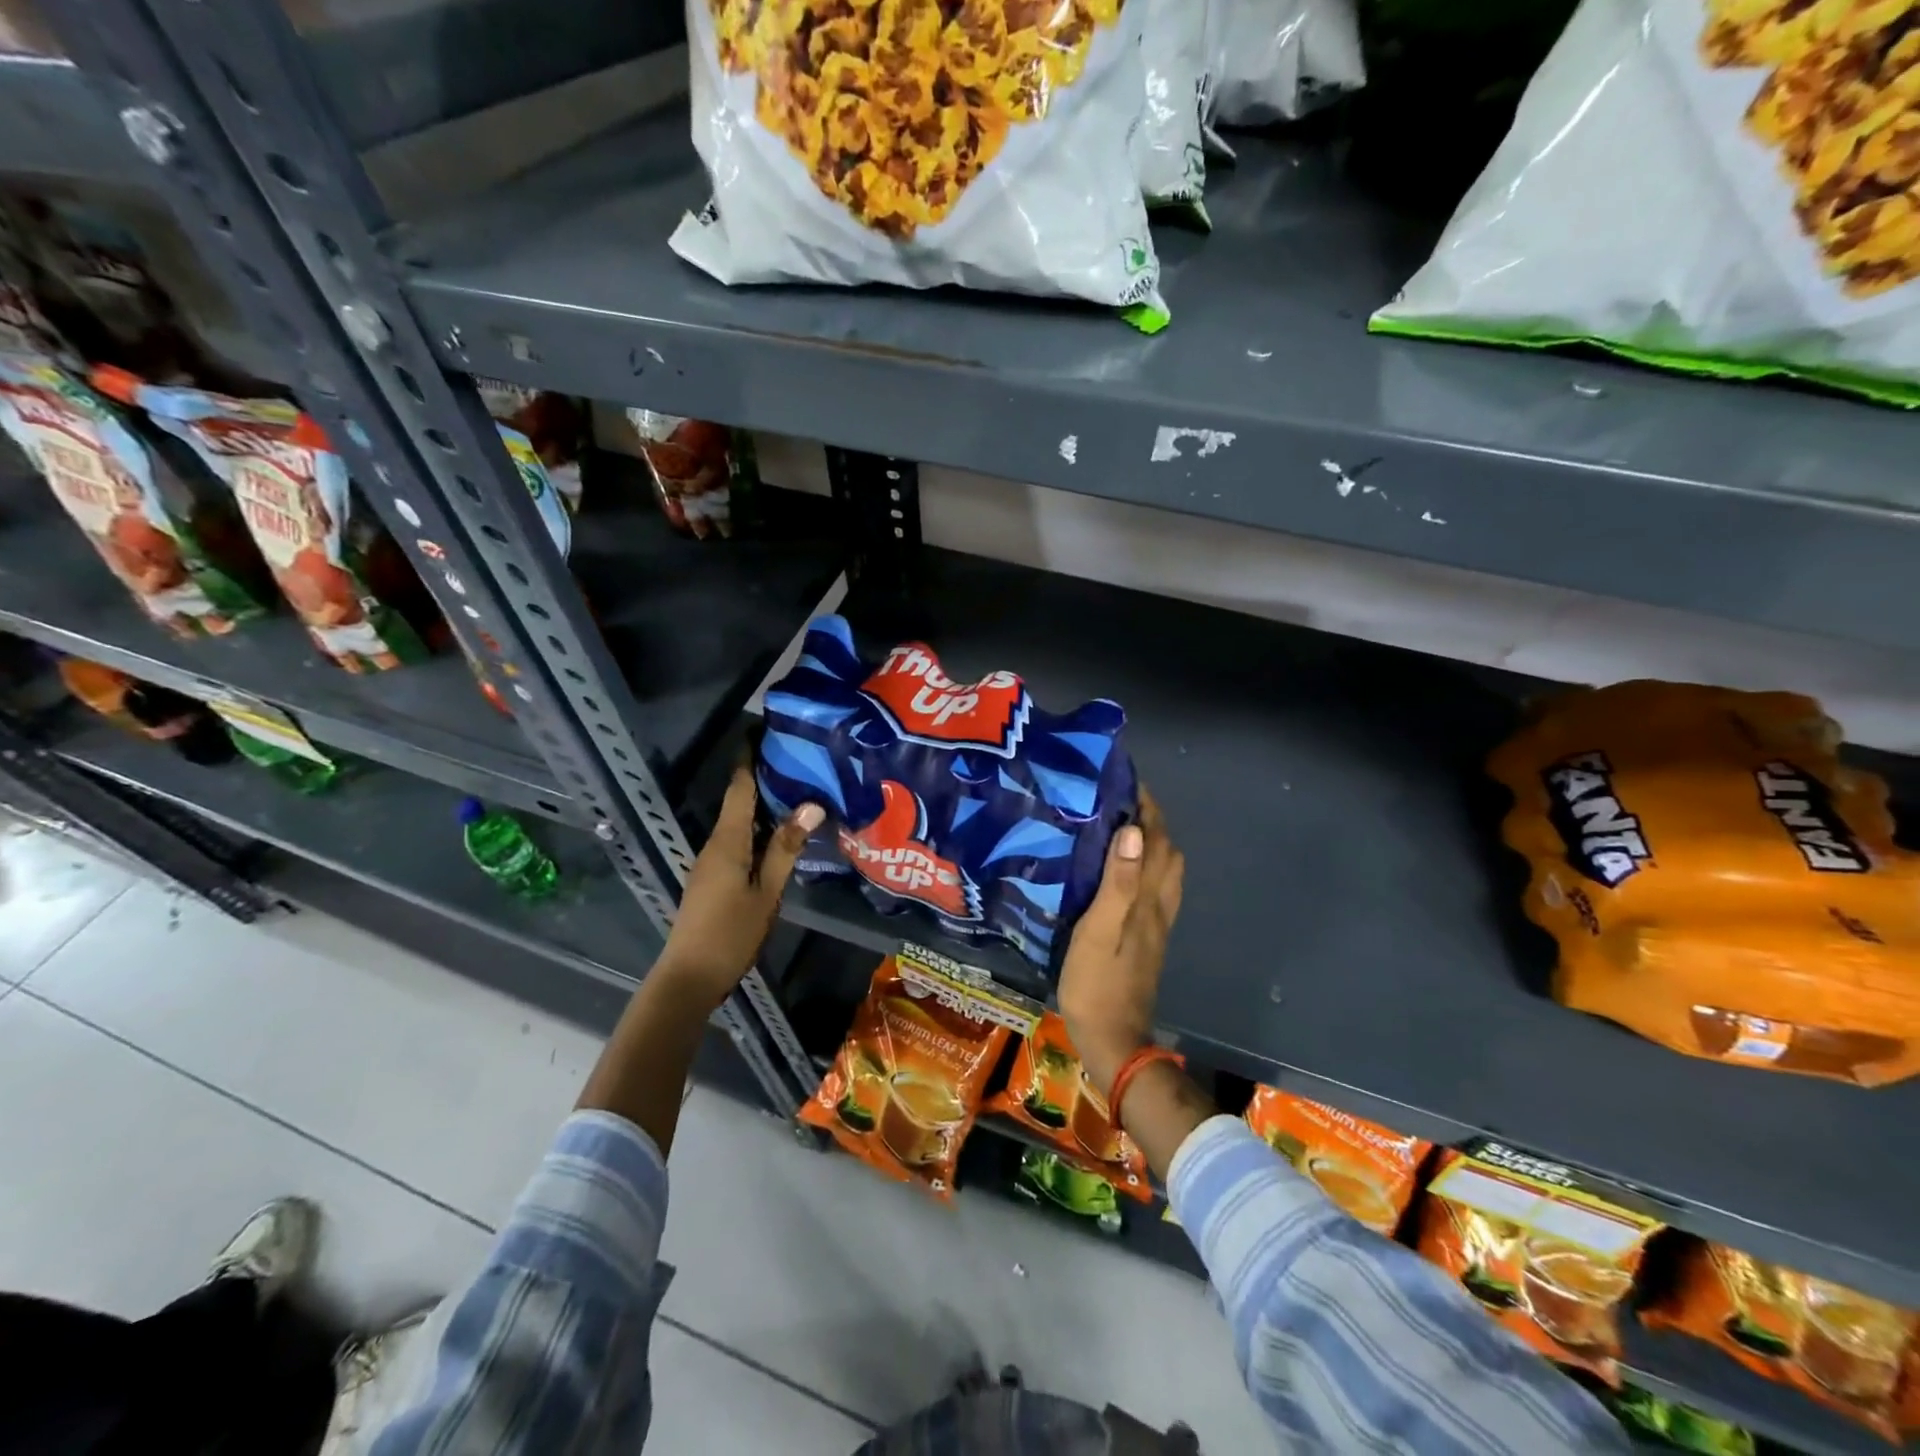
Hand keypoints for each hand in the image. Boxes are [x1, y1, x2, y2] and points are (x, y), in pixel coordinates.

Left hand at [656, 763, 821, 1009]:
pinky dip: (760, 828)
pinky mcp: (714, 877)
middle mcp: (716, 843)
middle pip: (740, 800)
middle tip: (800, 758)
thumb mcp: (766, 892)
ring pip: (741, 821)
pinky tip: (782, 833)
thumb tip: (812, 804)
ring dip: (765, 804)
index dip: (750, 757)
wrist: (689, 978)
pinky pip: (739, 840)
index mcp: (728, 840)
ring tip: (800, 789)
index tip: (764, 729)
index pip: (740, 787)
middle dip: (765, 776)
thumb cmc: (730, 933)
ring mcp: (712, 861)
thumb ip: (787, 848)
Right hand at [1057, 787, 1184, 1098]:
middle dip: (1151, 820)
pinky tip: (1118, 871)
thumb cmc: (1097, 983)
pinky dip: (1143, 867)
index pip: (1157, 840)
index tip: (1127, 780)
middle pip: (1167, 853)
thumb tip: (1133, 832)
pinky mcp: (1145, 939)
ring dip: (1151, 843)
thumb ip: (1117, 882)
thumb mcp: (1099, 930)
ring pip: (1164, 872)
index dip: (1148, 808)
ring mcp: (1155, 925)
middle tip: (1119, 801)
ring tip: (1119, 828)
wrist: (1112, 1040)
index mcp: (1147, 899)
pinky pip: (1152, 889)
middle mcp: (1158, 906)